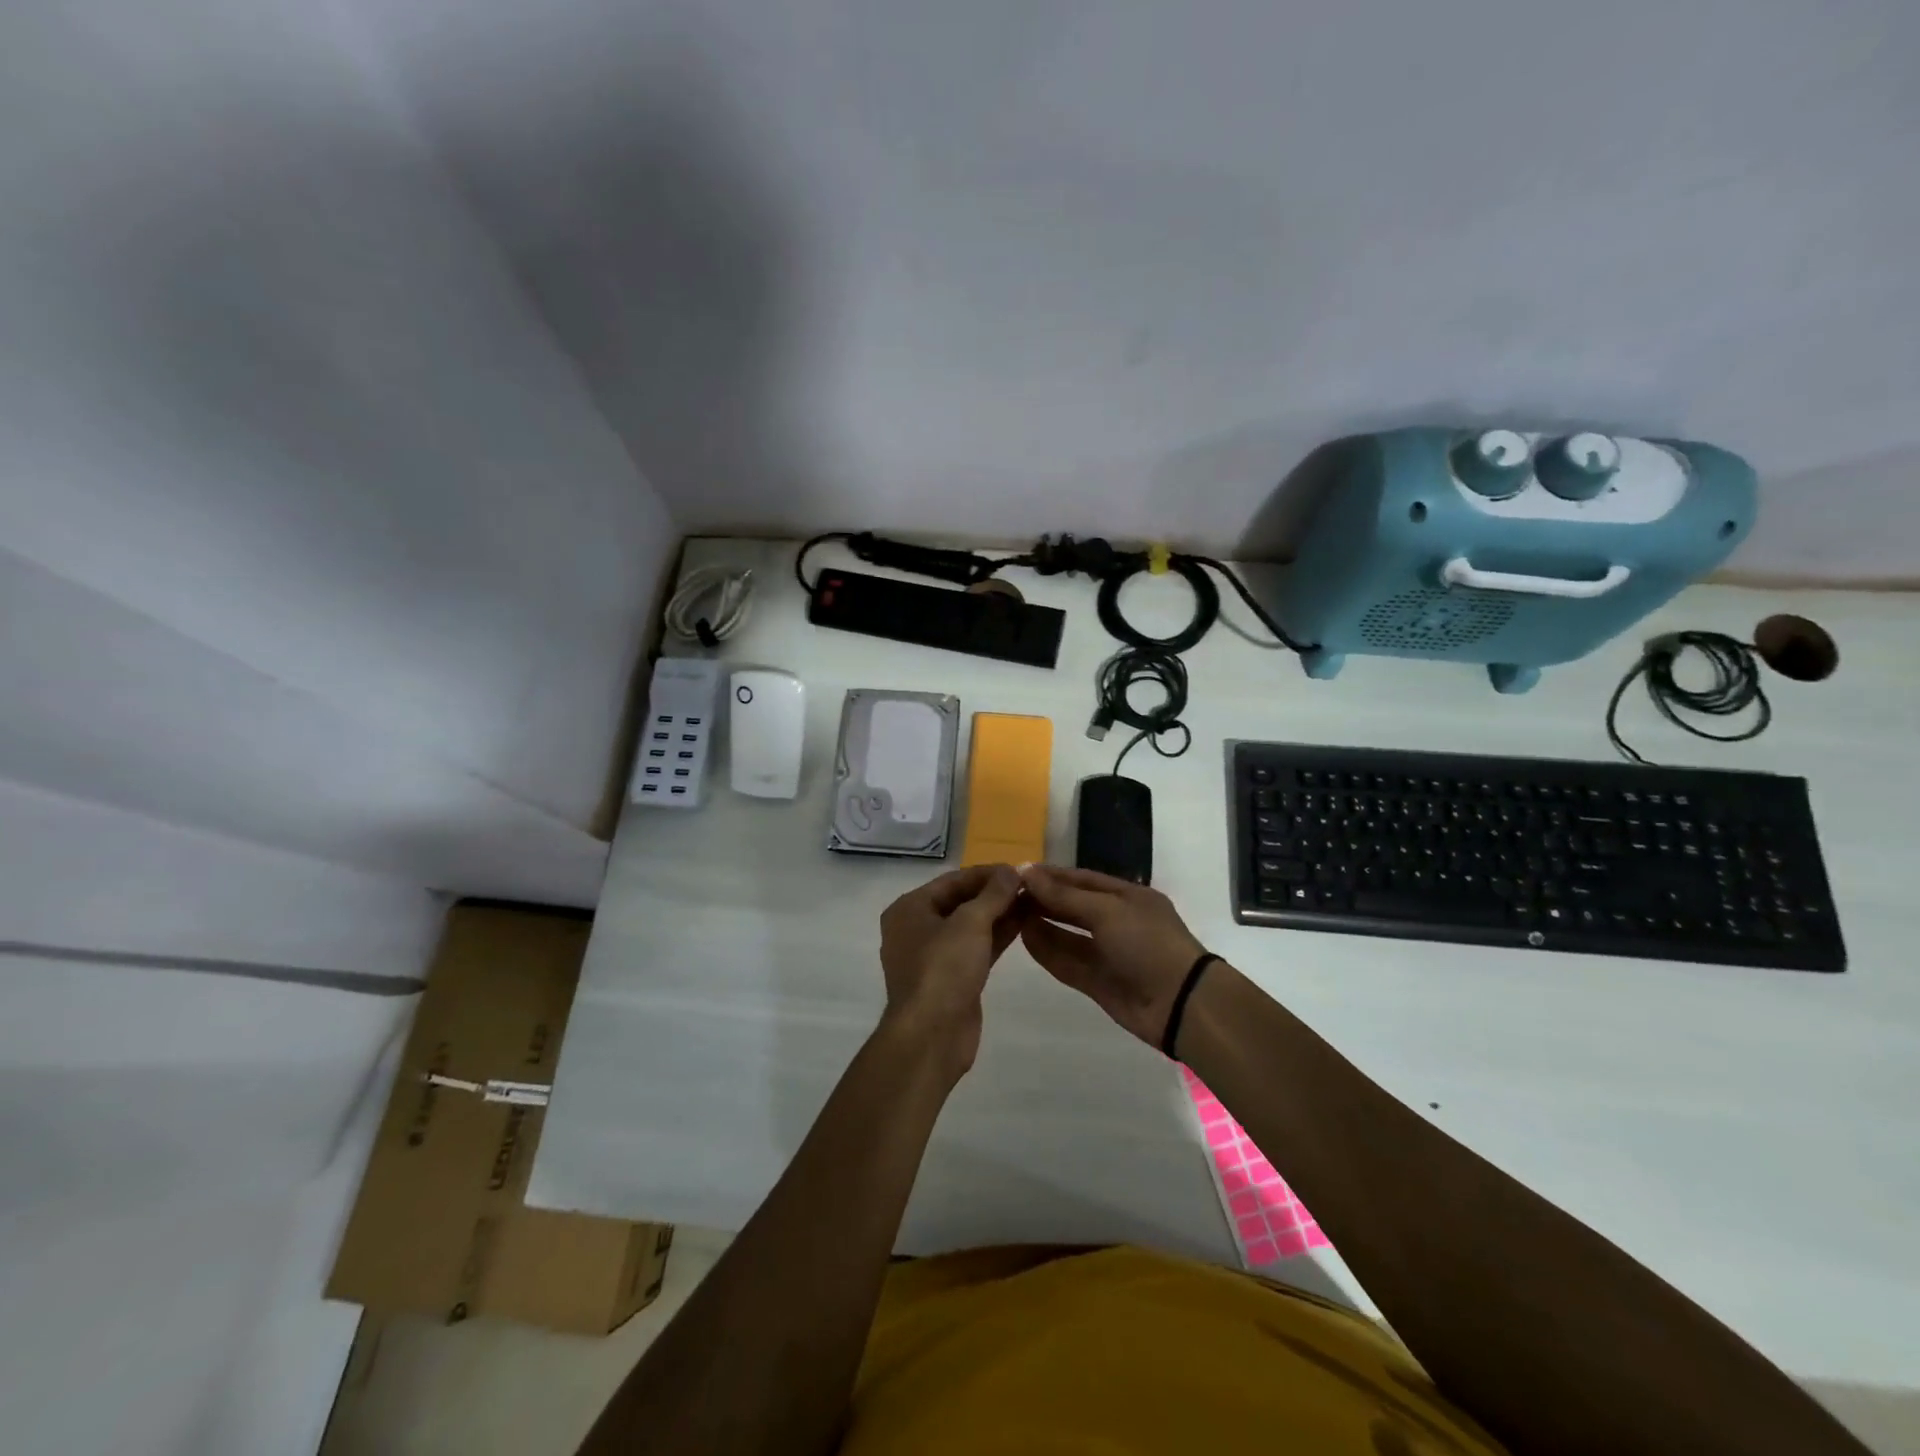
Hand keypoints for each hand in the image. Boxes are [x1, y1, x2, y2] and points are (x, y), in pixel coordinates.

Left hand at [877, 864, 1024, 1075]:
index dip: (987, 873)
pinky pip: (976, 947)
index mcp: (909, 909)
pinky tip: (1025, 924)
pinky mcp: (952, 977)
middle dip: (994, 893)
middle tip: (1030, 885)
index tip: (1019, 869)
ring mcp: (934, 955)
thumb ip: (993, 894)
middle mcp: (917, 928)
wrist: (932, 1035)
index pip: (952, 880)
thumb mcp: (970, 923)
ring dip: (1000, 913)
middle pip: (960, 901)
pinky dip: (998, 936)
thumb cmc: (943, 969)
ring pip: (971, 925)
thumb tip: (1012, 871)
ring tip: (1033, 900)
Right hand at [1018, 865, 1208, 1047]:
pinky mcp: (1100, 982)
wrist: (1181, 1003)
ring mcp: (1108, 953)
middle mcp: (1117, 921)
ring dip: (1042, 924)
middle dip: (1043, 899)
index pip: (1082, 879)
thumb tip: (1026, 872)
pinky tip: (1025, 938)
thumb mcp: (1106, 910)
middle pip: (1073, 906)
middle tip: (1007, 894)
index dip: (1052, 875)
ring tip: (1009, 914)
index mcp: (1127, 896)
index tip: (1019, 873)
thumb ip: (1064, 895)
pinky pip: (1069, 961)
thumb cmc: (1147, 943)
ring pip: (1068, 935)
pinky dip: (1048, 950)